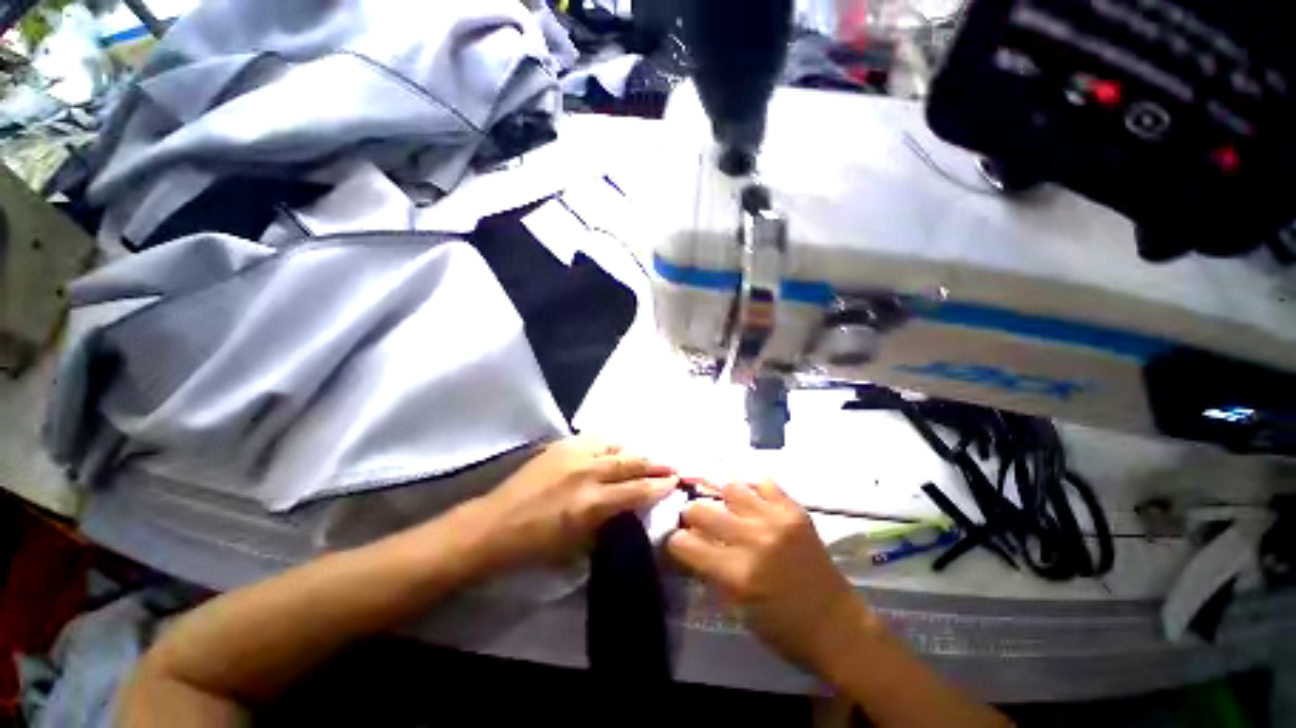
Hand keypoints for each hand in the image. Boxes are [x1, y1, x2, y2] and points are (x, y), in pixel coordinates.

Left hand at [467, 436, 677, 571]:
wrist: (495, 524)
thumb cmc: (536, 545)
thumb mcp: (578, 544)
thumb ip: (608, 521)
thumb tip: (628, 507)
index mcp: (591, 503)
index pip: (636, 490)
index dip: (659, 485)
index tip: (674, 481)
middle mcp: (586, 472)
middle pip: (630, 462)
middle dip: (653, 464)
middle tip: (670, 465)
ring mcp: (573, 454)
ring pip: (614, 446)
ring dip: (631, 453)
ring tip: (641, 459)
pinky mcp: (560, 445)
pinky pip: (593, 439)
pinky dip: (608, 444)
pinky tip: (611, 449)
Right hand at [667, 481, 873, 672]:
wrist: (838, 625)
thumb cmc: (784, 629)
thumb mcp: (738, 608)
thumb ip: (712, 571)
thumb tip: (692, 543)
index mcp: (737, 573)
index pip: (685, 543)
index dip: (676, 542)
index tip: (679, 542)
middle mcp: (753, 540)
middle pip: (701, 509)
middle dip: (691, 515)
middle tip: (697, 521)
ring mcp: (776, 520)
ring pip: (730, 488)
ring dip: (722, 498)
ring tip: (726, 508)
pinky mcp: (795, 511)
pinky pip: (764, 483)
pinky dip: (754, 491)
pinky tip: (753, 503)